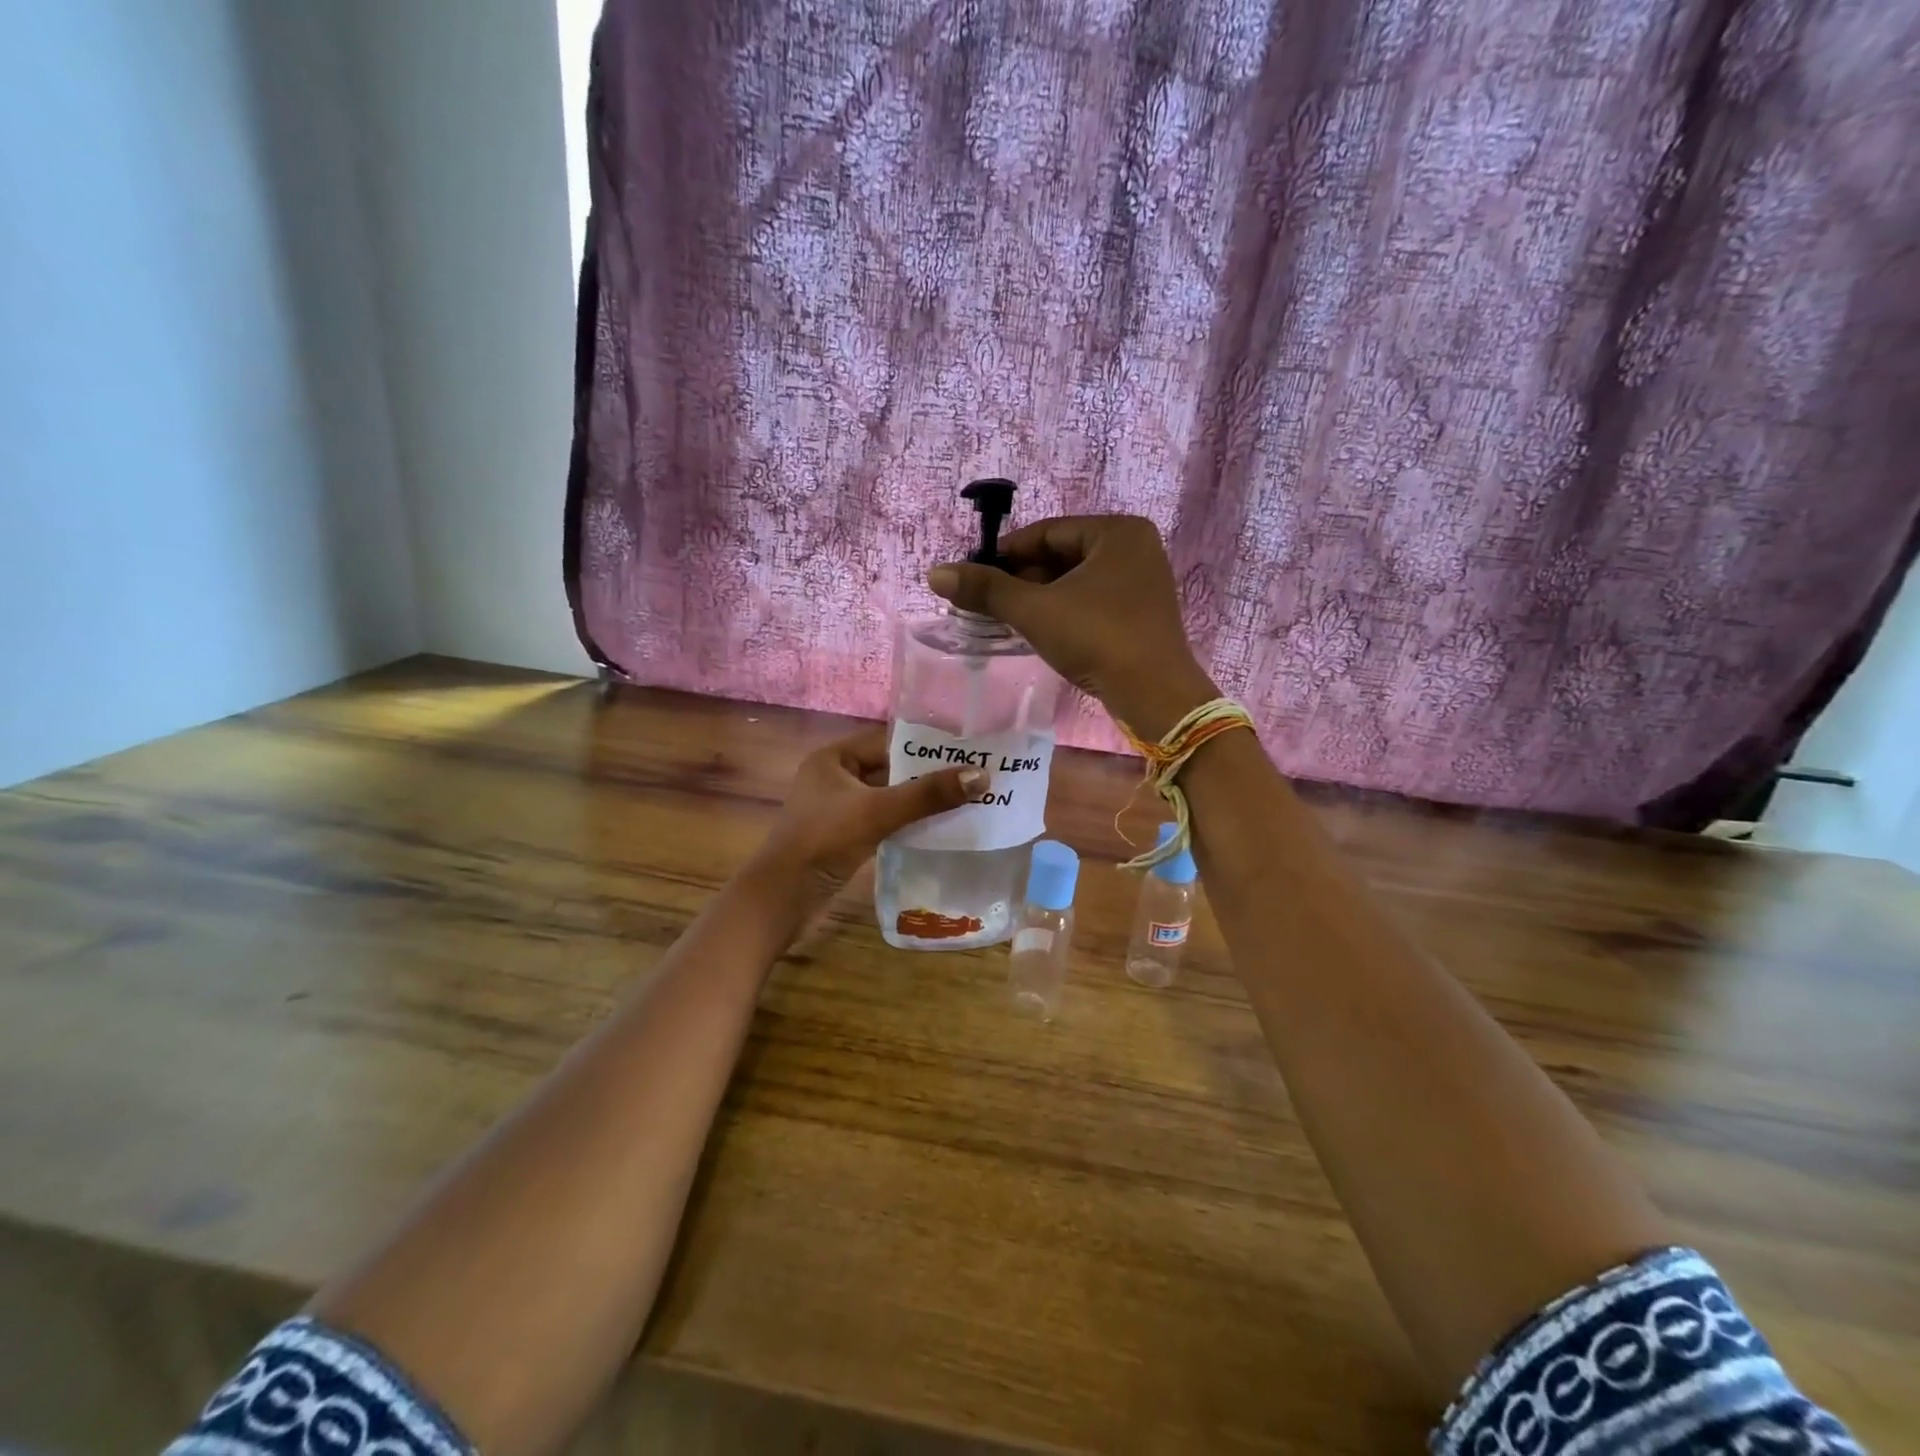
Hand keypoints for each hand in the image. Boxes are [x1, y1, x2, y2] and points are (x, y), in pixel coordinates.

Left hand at [756, 725, 985, 893]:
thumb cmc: (824, 841)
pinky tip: (939, 828)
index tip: (965, 749)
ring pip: (889, 797)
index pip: (887, 740)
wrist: (782, 898)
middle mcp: (835, 778)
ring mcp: (839, 810)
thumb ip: (928, 794)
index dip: (925, 744)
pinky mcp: (845, 837)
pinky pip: (884, 821)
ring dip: (920, 801)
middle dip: (928, 775)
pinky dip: (908, 822)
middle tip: (973, 775)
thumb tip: (981, 775)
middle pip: (890, 769)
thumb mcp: (878, 812)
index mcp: (833, 758)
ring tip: (966, 799)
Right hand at [927, 515, 1216, 738]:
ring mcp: (1142, 582)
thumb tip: (935, 573)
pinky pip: (1090, 601)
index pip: (1046, 532)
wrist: (1154, 695)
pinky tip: (1036, 630)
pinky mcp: (1141, 614)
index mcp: (1117, 531)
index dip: (1004, 553)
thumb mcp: (1035, 611)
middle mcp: (1134, 548)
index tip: (972, 575)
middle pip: (1061, 556)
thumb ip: (986, 590)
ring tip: (1002, 618)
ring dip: (1037, 598)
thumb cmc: (1097, 638)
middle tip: (984, 601)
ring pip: (1074, 582)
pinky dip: (1061, 612)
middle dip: (1020, 579)